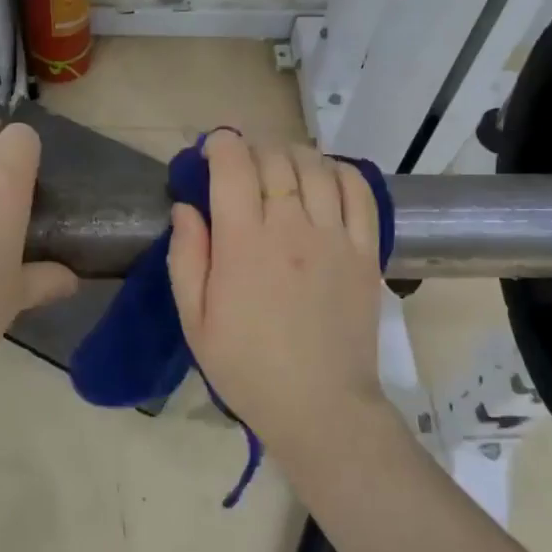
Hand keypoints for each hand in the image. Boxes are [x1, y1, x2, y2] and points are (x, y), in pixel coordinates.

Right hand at [166, 131, 386, 464]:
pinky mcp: (365, 252)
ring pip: (316, 167)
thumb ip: (186, 258)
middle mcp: (290, 228)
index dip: (221, 144)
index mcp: (243, 244)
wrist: (319, 407)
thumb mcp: (195, 321)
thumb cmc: (246, 368)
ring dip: (293, 154)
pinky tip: (325, 177)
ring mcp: (334, 237)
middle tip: (242, 165)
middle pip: (274, 159)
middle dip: (253, 148)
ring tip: (280, 167)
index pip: (234, 166)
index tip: (212, 149)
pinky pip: (359, 193)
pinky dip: (341, 172)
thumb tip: (185, 208)